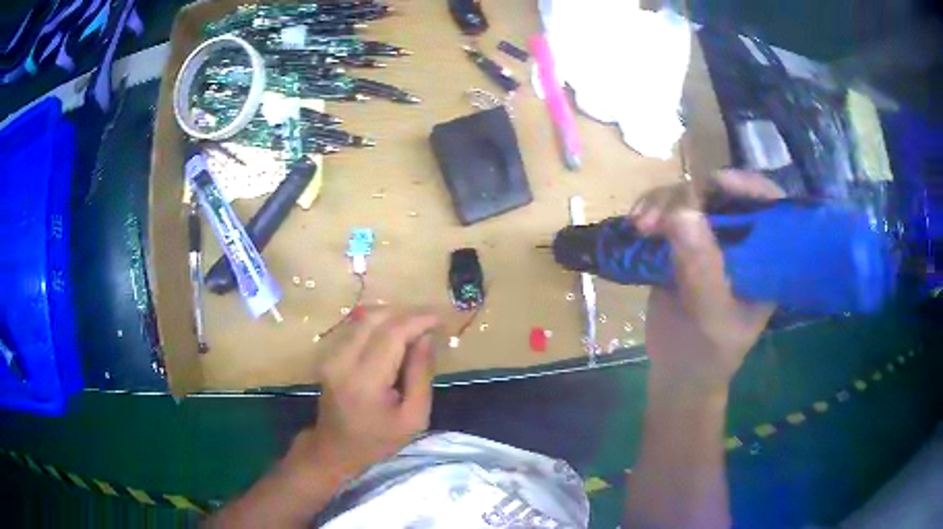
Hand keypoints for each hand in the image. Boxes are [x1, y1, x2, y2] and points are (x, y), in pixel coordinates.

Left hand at [290, 309, 440, 482]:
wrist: (335, 449)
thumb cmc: (379, 440)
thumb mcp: (414, 417)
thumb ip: (421, 374)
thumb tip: (426, 337)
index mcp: (365, 380)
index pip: (392, 334)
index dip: (418, 320)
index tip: (441, 319)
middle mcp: (343, 361)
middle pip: (375, 318)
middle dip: (406, 314)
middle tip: (430, 323)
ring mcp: (332, 356)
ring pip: (364, 318)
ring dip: (393, 317)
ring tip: (415, 329)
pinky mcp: (329, 355)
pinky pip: (357, 328)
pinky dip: (379, 325)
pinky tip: (395, 337)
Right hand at [630, 170, 784, 396]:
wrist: (678, 373)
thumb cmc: (709, 355)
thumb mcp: (713, 319)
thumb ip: (703, 271)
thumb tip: (681, 213)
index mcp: (766, 258)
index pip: (769, 206)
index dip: (749, 185)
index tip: (717, 183)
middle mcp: (742, 240)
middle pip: (723, 193)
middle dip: (690, 194)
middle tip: (659, 216)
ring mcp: (710, 239)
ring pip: (690, 198)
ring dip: (662, 202)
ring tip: (639, 225)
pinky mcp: (681, 244)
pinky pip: (666, 212)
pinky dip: (649, 212)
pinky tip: (635, 224)